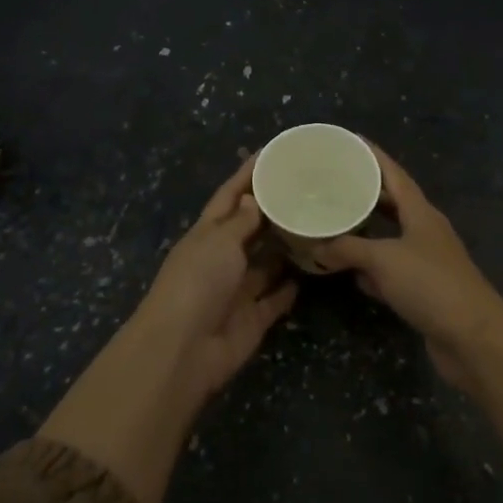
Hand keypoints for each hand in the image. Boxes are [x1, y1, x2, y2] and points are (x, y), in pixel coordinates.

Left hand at [131, 155, 297, 395]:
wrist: (184, 349)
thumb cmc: (198, 282)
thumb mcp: (219, 241)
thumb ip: (241, 221)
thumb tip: (252, 198)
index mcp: (207, 234)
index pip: (229, 197)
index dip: (248, 175)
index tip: (272, 153)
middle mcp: (221, 259)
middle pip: (250, 229)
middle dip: (273, 211)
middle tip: (309, 190)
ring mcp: (237, 290)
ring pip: (266, 264)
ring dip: (286, 248)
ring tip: (319, 225)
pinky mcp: (252, 319)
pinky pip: (275, 299)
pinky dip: (290, 288)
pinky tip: (313, 271)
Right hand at [311, 145, 502, 385]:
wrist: (473, 338)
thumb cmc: (431, 285)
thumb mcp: (385, 260)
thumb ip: (350, 249)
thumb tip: (317, 246)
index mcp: (421, 213)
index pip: (394, 174)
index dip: (373, 155)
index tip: (349, 140)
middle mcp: (425, 231)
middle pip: (392, 203)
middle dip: (365, 192)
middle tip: (332, 182)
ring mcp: (426, 262)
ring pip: (389, 238)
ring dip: (365, 231)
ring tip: (333, 221)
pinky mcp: (423, 291)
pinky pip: (390, 270)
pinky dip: (370, 268)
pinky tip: (349, 271)